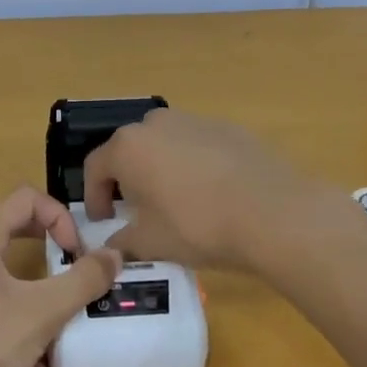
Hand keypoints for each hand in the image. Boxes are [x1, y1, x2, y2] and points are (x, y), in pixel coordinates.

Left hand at [0, 187, 119, 366]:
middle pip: (10, 231)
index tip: (76, 253)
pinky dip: (10, 319)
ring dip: (33, 295)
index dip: (59, 217)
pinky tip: (31, 366)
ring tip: (55, 331)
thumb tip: (115, 254)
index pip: (25, 198)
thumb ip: (84, 280)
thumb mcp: (44, 313)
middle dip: (48, 253)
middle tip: (71, 276)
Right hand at [82, 109, 316, 270]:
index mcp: (128, 147)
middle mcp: (157, 123)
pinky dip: (194, 164)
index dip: (94, 196)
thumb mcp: (151, 243)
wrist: (272, 212)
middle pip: (130, 149)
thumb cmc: (198, 225)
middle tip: (138, 209)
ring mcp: (196, 120)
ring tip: (177, 200)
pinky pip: (198, 145)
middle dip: (128, 178)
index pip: (96, 167)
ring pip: (165, 143)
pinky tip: (212, 193)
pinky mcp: (229, 128)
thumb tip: (113, 246)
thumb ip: (123, 241)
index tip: (104, 220)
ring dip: (161, 167)